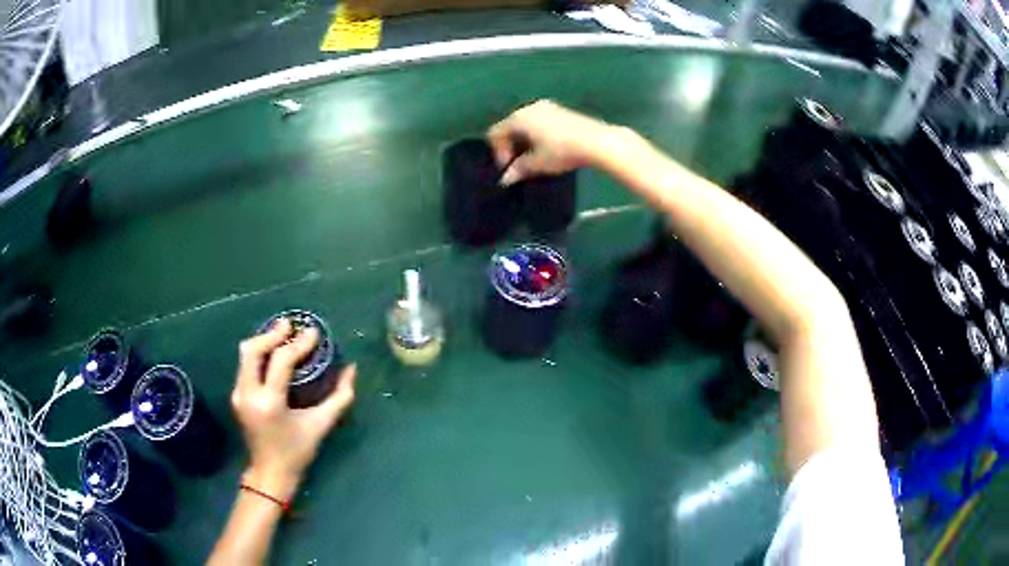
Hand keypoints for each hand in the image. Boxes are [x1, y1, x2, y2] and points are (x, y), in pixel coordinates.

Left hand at [231, 318, 355, 500]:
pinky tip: (272, 353)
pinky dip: (259, 354)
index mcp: (269, 402)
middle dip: (272, 334)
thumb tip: (351, 369)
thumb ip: (339, 397)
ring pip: (245, 354)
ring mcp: (238, 394)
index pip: (280, 361)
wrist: (269, 473)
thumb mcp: (320, 425)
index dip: (298, 343)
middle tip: (290, 325)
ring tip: (282, 333)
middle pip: (253, 350)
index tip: (314, 333)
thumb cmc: (297, 452)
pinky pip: (245, 365)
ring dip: (263, 341)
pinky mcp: (236, 395)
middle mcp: (248, 394)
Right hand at [486, 100, 623, 184]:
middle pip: (510, 126)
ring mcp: (547, 107)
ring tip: (536, 158)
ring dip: (526, 140)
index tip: (510, 168)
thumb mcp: (537, 164)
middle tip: (520, 164)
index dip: (498, 153)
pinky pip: (540, 121)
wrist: (595, 141)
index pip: (496, 133)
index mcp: (518, 118)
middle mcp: (529, 107)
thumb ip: (518, 170)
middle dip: (512, 146)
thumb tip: (505, 179)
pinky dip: (538, 134)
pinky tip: (550, 149)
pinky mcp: (562, 110)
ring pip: (527, 123)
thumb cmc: (561, 151)